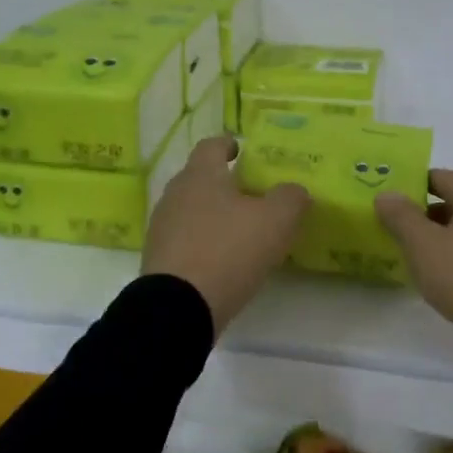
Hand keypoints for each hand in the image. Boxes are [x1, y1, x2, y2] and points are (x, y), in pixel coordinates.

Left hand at [142, 136, 308, 335]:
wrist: (177, 307)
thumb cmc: (228, 251)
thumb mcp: (275, 221)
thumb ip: (290, 198)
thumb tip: (295, 191)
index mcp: (200, 175)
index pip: (211, 145)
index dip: (227, 144)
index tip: (240, 150)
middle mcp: (175, 194)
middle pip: (199, 178)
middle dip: (222, 182)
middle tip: (250, 193)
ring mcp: (162, 228)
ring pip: (190, 209)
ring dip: (212, 214)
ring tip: (238, 230)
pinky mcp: (158, 259)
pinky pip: (184, 239)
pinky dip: (202, 241)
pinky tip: (221, 259)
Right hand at [375, 170, 452, 380]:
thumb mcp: (426, 247)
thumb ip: (402, 217)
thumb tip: (387, 192)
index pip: (440, 176)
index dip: (412, 184)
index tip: (387, 201)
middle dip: (425, 214)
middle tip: (395, 232)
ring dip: (443, 240)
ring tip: (416, 260)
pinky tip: (448, 283)